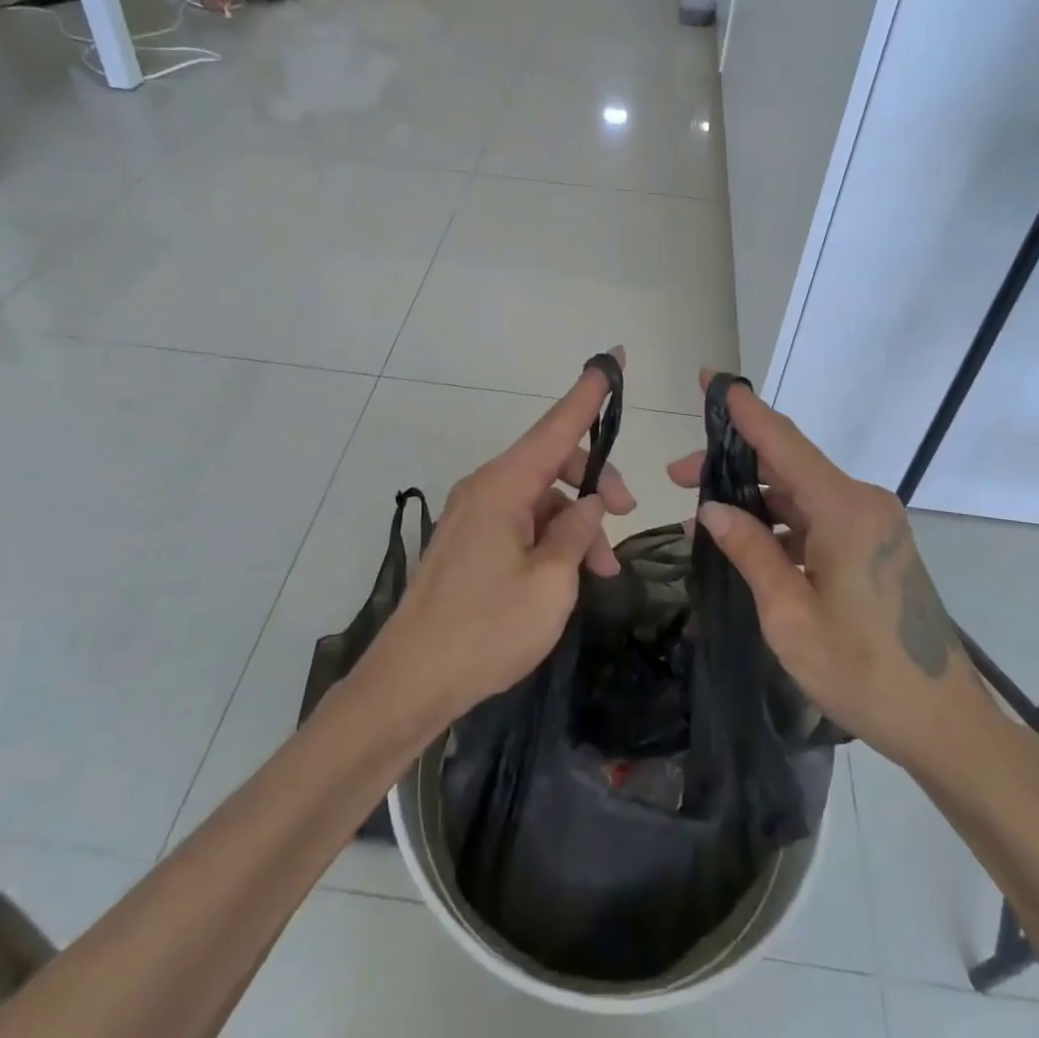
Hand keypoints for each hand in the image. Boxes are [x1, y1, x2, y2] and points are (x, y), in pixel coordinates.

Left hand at [376, 351, 634, 723]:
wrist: (410, 681)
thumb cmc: (486, 630)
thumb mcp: (550, 583)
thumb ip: (577, 534)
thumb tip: (590, 503)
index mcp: (503, 487)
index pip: (557, 426)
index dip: (589, 393)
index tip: (612, 356)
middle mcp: (486, 489)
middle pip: (552, 462)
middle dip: (595, 480)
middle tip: (627, 514)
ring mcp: (475, 515)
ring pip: (541, 497)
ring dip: (577, 521)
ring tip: (604, 569)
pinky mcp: (471, 542)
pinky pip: (523, 521)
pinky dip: (553, 538)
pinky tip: (572, 574)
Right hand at [667, 375, 1000, 770]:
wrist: (944, 724)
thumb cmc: (862, 672)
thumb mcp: (790, 614)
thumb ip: (750, 551)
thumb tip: (712, 510)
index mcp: (845, 510)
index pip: (783, 441)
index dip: (743, 409)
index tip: (711, 378)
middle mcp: (863, 503)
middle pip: (787, 464)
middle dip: (732, 463)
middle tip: (678, 475)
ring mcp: (872, 523)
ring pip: (799, 491)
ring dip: (753, 497)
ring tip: (699, 514)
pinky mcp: (874, 544)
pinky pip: (816, 516)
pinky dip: (778, 522)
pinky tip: (744, 540)